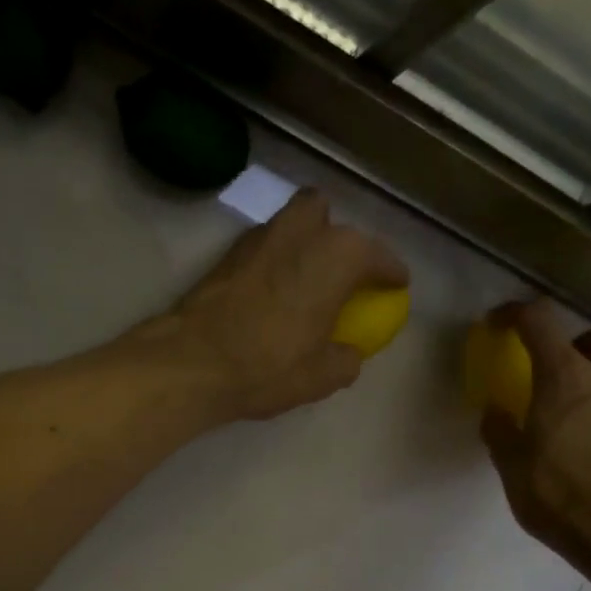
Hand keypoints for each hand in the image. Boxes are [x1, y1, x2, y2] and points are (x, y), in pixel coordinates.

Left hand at [172, 189, 408, 421]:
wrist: (193, 362)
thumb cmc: (269, 365)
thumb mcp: (323, 376)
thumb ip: (346, 359)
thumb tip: (348, 353)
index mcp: (337, 255)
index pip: (377, 256)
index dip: (391, 271)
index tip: (397, 283)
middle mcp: (300, 232)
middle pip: (325, 214)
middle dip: (336, 234)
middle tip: (340, 270)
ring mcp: (259, 238)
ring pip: (289, 223)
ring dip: (302, 242)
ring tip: (306, 280)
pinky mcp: (227, 255)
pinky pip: (263, 247)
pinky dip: (275, 260)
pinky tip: (273, 293)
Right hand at [481, 300, 590, 559]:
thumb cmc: (554, 489)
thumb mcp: (509, 460)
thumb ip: (499, 428)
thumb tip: (495, 411)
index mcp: (565, 375)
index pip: (540, 319)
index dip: (515, 313)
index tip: (496, 324)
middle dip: (588, 333)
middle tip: (561, 359)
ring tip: (575, 387)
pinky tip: (586, 418)